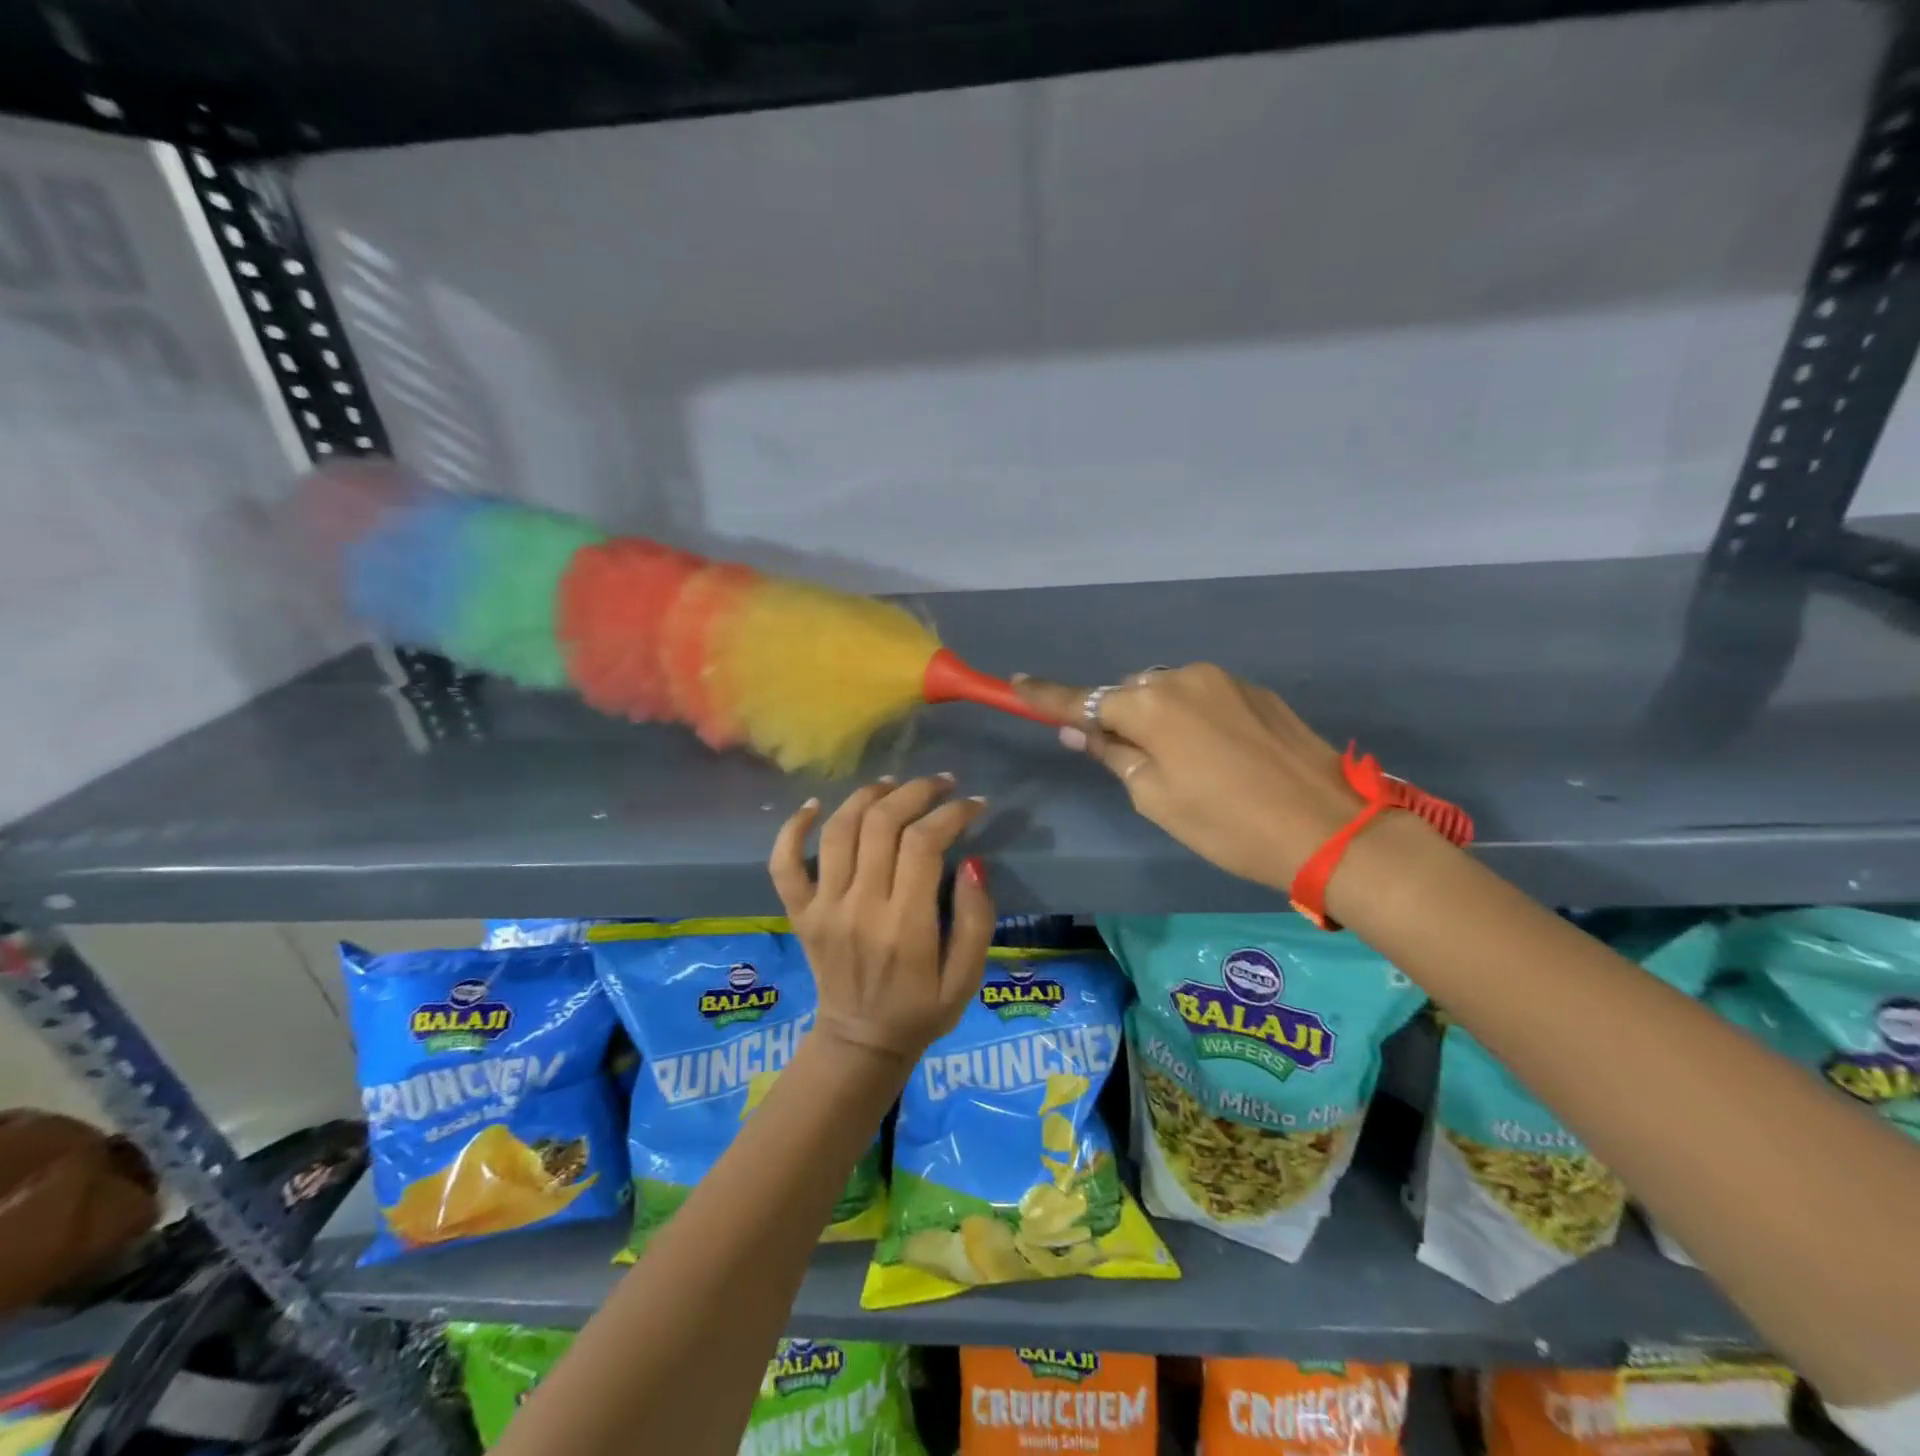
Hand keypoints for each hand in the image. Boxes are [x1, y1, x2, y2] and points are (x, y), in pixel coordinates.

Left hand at [768, 776, 994, 1067]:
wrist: (860, 1043)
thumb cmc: (922, 1010)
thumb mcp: (967, 978)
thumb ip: (975, 920)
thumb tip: (972, 862)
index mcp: (904, 926)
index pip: (924, 844)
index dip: (951, 813)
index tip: (973, 804)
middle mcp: (859, 908)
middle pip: (881, 824)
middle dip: (915, 792)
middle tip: (940, 783)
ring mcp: (823, 908)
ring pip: (838, 830)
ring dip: (867, 796)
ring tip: (894, 784)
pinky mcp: (800, 912)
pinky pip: (784, 863)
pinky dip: (793, 828)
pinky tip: (815, 805)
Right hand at [1014, 665, 1363, 890]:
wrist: (1329, 828)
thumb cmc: (1227, 823)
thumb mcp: (1156, 800)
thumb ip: (1114, 756)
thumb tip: (1081, 731)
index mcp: (1151, 706)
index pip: (1083, 700)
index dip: (1046, 696)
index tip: (1014, 683)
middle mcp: (1183, 678)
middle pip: (1129, 693)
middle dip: (1119, 718)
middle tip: (1127, 759)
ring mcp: (1224, 680)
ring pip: (1167, 692)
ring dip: (1158, 717)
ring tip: (1179, 763)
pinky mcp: (1256, 691)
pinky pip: (1203, 696)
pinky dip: (1192, 717)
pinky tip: (1216, 754)